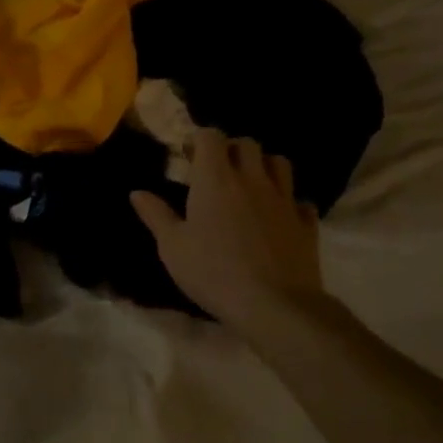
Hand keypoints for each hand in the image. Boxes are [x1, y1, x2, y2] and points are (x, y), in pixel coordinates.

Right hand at [130, 130, 330, 332]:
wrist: (275, 306)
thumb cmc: (213, 272)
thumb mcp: (172, 247)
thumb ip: (156, 215)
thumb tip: (137, 192)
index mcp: (215, 179)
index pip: (211, 136)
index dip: (199, 140)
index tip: (188, 157)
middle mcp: (252, 179)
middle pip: (247, 144)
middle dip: (231, 149)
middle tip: (217, 171)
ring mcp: (283, 200)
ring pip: (279, 163)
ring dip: (263, 167)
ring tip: (250, 186)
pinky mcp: (305, 224)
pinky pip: (299, 200)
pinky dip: (289, 202)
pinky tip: (278, 217)